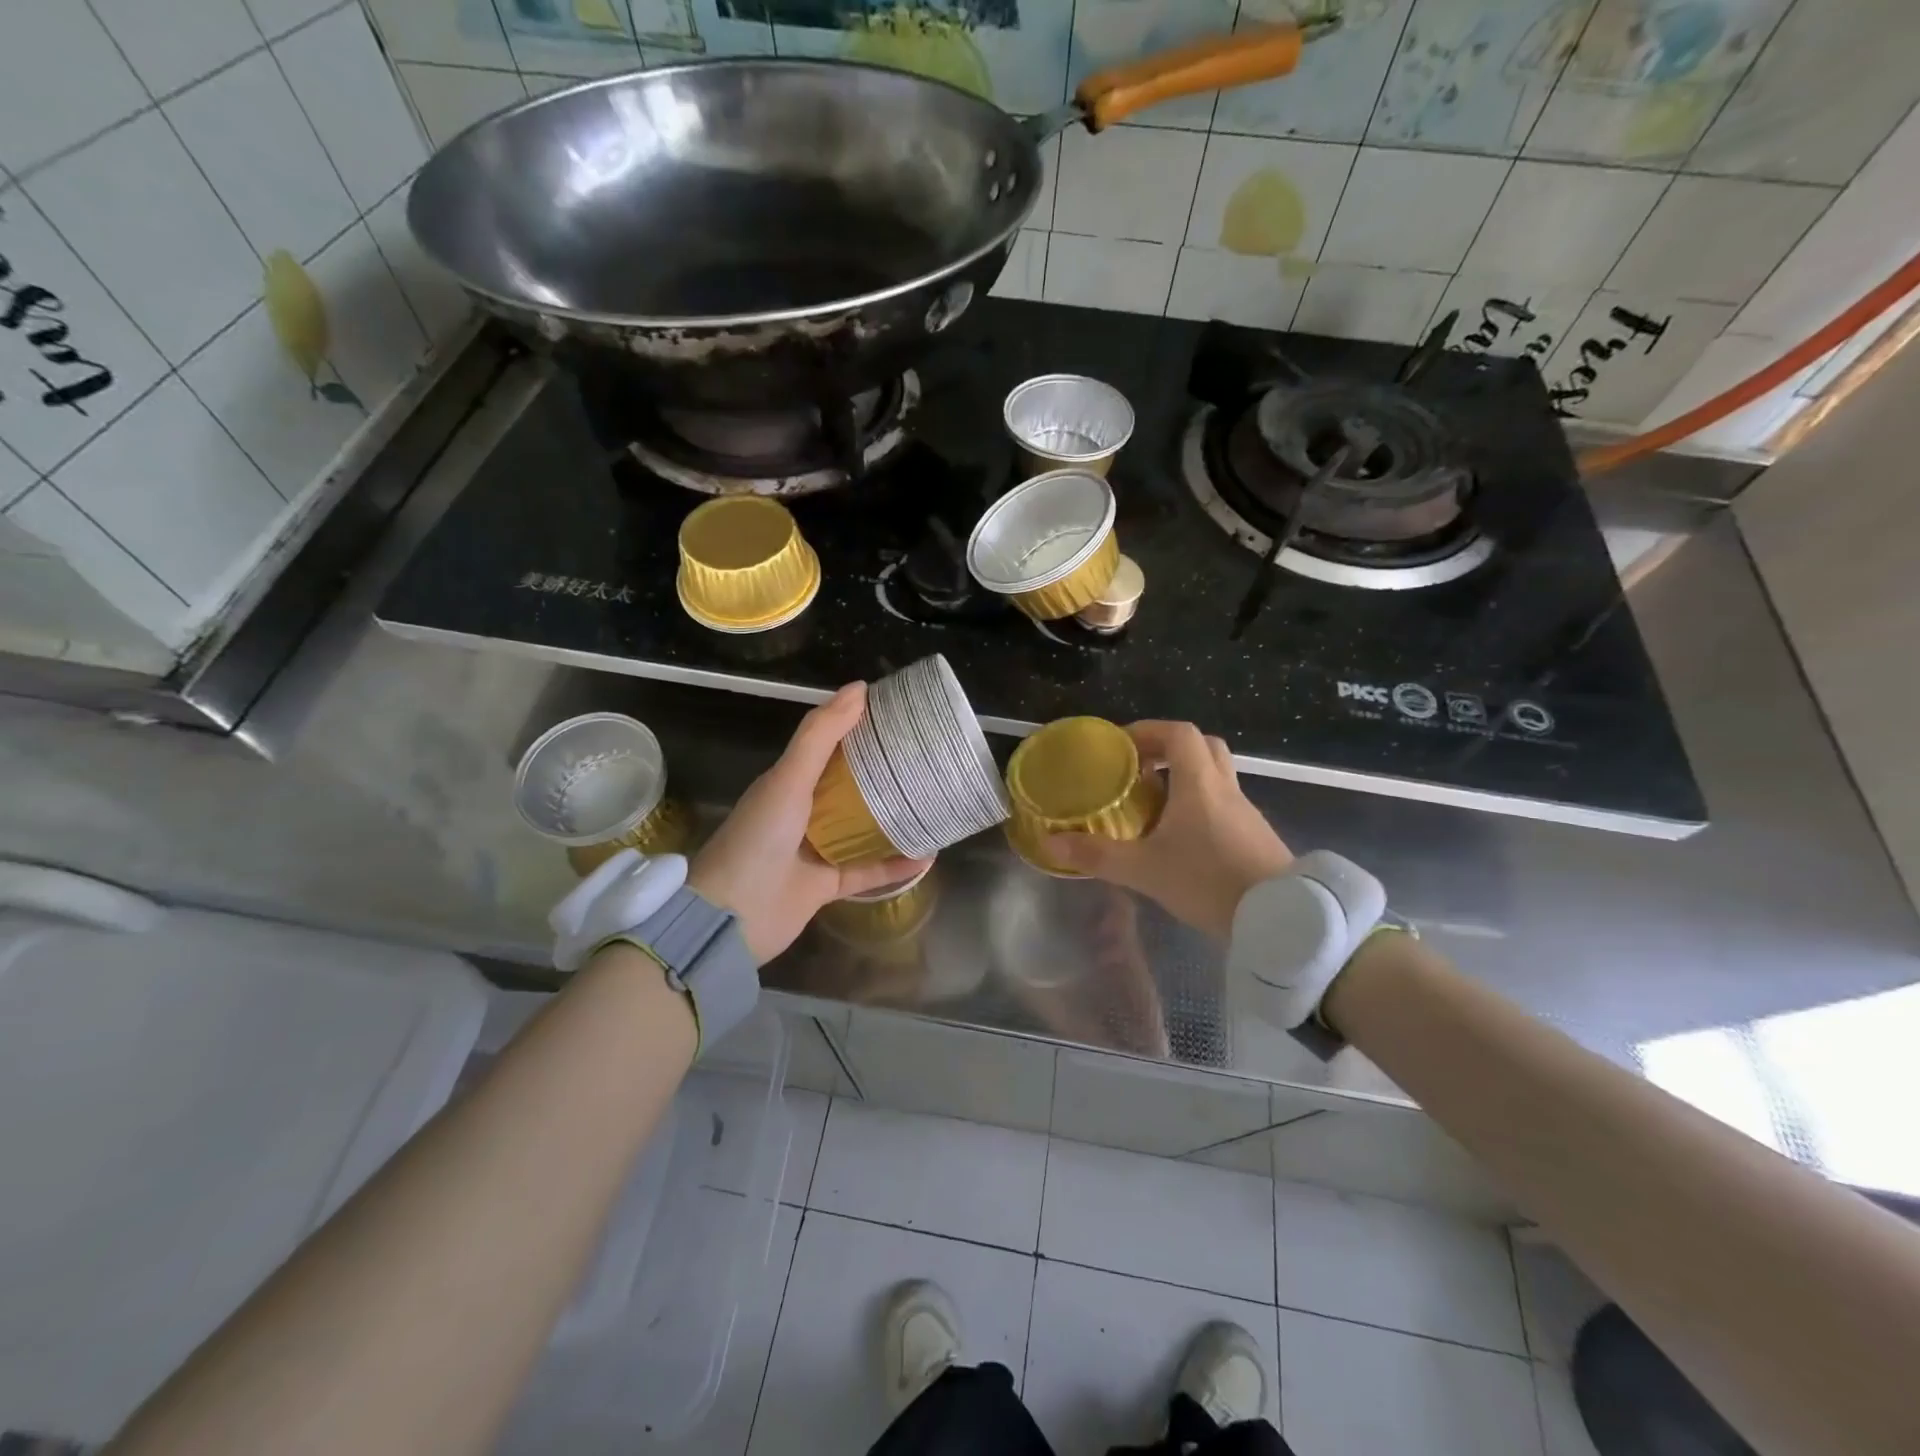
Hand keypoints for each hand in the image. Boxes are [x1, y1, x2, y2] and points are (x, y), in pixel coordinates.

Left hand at [689, 683, 928, 962]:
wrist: (731, 917)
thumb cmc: (758, 838)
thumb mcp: (788, 779)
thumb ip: (821, 735)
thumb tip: (859, 688)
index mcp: (788, 782)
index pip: (828, 746)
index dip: (859, 727)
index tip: (898, 713)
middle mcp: (802, 812)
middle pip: (850, 785)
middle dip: (883, 772)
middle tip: (925, 757)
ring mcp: (814, 850)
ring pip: (862, 828)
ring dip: (893, 818)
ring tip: (932, 803)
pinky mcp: (826, 885)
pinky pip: (868, 871)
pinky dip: (895, 865)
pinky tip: (927, 856)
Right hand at [1045, 721, 1291, 939]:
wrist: (1279, 918)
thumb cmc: (1208, 881)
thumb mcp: (1144, 870)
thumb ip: (1097, 854)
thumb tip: (1051, 842)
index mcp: (1199, 783)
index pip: (1179, 733)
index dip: (1148, 731)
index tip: (1121, 747)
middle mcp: (1225, 788)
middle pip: (1202, 747)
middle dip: (1168, 750)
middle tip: (1138, 770)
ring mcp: (1245, 812)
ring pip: (1216, 776)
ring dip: (1185, 779)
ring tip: (1153, 806)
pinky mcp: (1256, 836)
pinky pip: (1224, 804)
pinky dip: (1200, 805)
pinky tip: (1181, 838)